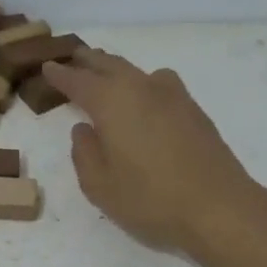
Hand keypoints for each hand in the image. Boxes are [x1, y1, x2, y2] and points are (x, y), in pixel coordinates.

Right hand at [42, 50, 259, 255]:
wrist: (219, 208)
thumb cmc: (150, 199)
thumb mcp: (100, 185)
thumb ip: (84, 153)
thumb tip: (84, 130)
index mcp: (112, 102)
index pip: (78, 81)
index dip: (60, 74)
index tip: (47, 67)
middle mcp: (141, 88)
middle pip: (110, 65)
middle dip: (89, 61)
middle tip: (74, 58)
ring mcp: (173, 96)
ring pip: (137, 72)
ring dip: (117, 69)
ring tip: (107, 73)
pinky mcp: (194, 111)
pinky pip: (159, 85)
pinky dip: (142, 84)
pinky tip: (143, 99)